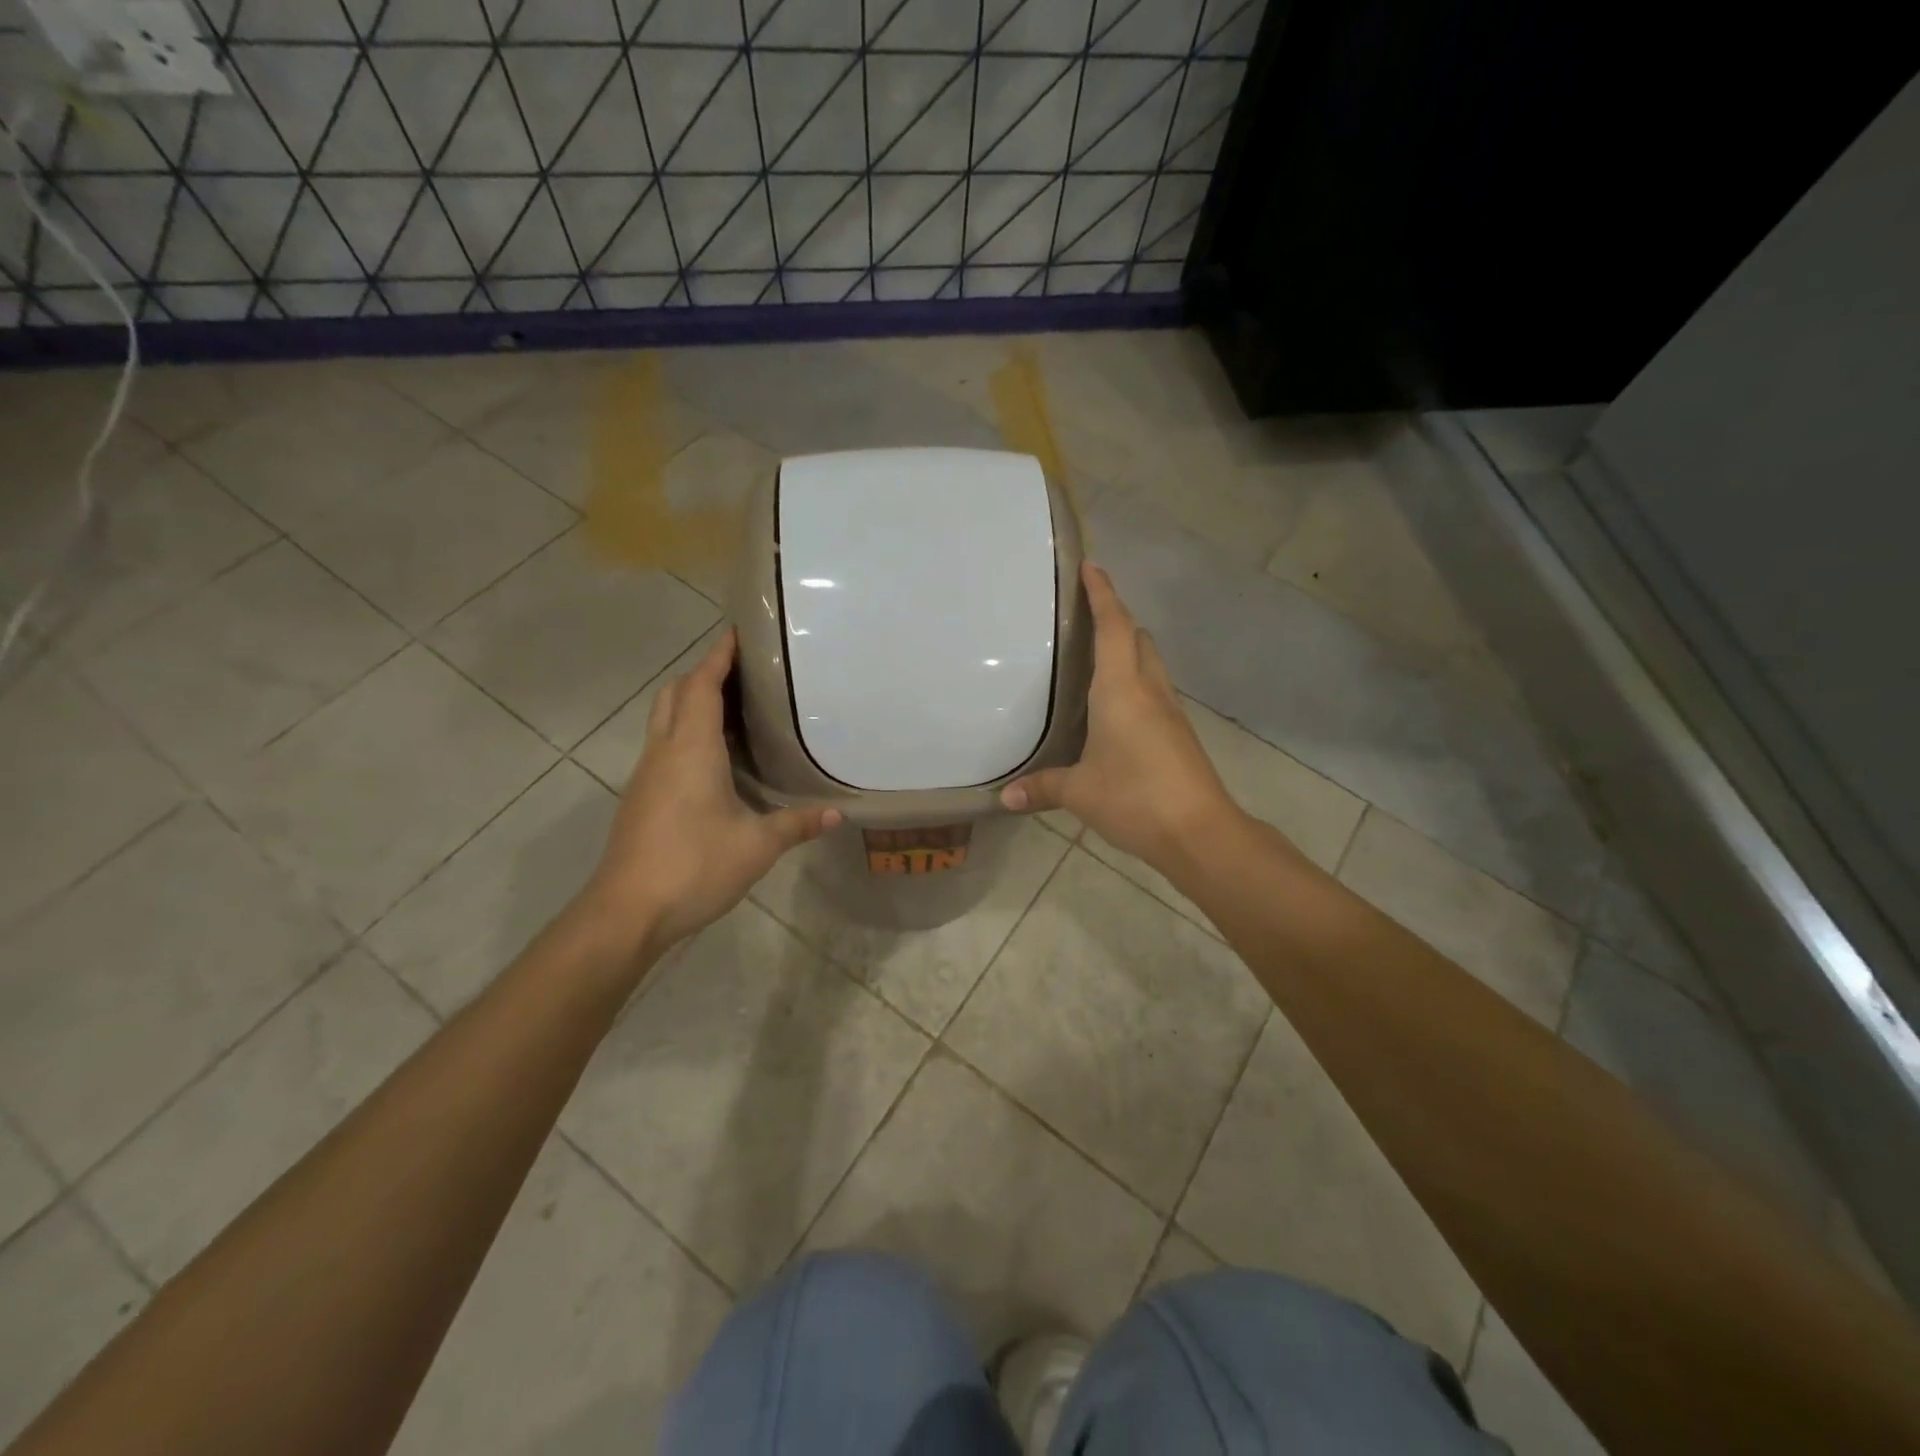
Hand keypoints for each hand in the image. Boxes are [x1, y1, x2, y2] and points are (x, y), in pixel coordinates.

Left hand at [583, 629, 839, 954]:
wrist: (627, 911)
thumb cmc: (693, 866)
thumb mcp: (756, 846)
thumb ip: (797, 824)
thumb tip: (840, 814)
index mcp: (691, 749)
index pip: (702, 686)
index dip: (719, 656)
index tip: (738, 632)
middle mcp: (664, 751)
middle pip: (675, 693)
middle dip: (703, 673)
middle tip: (743, 672)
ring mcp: (646, 774)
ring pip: (664, 718)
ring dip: (691, 701)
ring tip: (734, 707)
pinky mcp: (641, 797)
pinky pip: (663, 745)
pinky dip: (686, 732)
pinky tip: (714, 757)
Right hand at [1001, 562, 1238, 867]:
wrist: (1200, 833)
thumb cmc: (1135, 798)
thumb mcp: (1080, 793)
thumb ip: (1042, 787)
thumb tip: (1005, 798)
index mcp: (1122, 689)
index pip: (1114, 627)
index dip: (1102, 594)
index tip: (1090, 566)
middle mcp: (1149, 690)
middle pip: (1138, 638)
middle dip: (1116, 619)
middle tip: (1084, 618)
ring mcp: (1170, 711)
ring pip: (1150, 664)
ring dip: (1129, 650)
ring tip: (1095, 659)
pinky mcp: (1179, 733)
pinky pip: (1154, 691)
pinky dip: (1135, 682)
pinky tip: (1114, 708)